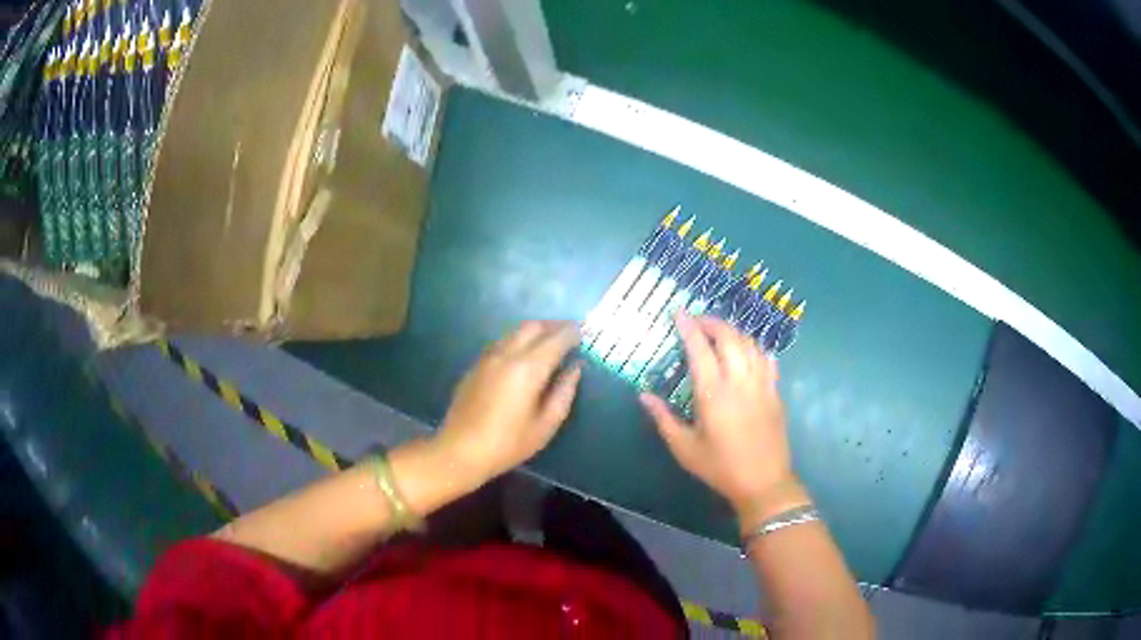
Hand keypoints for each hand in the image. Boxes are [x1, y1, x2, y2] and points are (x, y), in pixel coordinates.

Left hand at [433, 321, 581, 485]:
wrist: (460, 450)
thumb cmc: (508, 444)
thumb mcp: (546, 425)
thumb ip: (564, 392)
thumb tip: (574, 369)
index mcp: (528, 368)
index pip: (556, 339)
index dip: (573, 332)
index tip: (586, 332)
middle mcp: (507, 354)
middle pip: (533, 327)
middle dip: (554, 325)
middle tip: (570, 333)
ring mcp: (488, 357)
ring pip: (515, 332)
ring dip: (536, 331)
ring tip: (550, 342)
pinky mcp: (476, 365)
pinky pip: (502, 343)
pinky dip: (519, 341)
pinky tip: (524, 356)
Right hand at [640, 312, 798, 520]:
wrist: (763, 482)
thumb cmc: (720, 467)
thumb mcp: (684, 448)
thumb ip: (663, 419)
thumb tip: (644, 395)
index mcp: (713, 393)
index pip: (699, 349)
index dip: (689, 327)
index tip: (679, 313)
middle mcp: (738, 381)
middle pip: (728, 337)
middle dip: (712, 322)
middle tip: (698, 320)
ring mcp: (761, 383)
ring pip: (749, 343)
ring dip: (733, 331)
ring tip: (720, 332)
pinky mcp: (775, 391)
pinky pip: (766, 358)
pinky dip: (755, 347)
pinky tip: (748, 350)